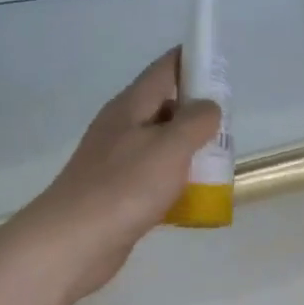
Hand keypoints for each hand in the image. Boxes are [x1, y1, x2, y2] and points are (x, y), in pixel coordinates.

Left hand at [12, 49, 220, 304]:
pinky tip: (196, 199)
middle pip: (167, 107)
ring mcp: (119, 161)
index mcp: (131, 106)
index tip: (224, 71)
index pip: (166, 68)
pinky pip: (156, 178)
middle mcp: (123, 127)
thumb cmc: (124, 187)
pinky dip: (177, 183)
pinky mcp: (120, 194)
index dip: (195, 62)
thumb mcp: (169, 147)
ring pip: (163, 145)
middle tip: (229, 129)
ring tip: (220, 165)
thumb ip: (196, 121)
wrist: (73, 242)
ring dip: (190, 152)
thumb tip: (209, 106)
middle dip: (199, 114)